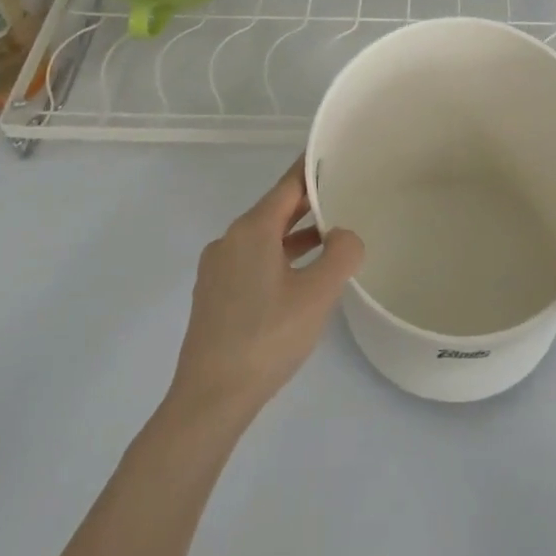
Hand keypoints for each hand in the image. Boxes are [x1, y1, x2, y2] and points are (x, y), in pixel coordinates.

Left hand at [167, 161, 364, 423]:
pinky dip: (279, 256)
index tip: (334, 154)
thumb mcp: (317, 295)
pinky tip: (299, 277)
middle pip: (275, 209)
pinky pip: (252, 260)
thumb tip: (346, 235)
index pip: (288, 185)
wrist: (209, 400)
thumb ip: (341, 254)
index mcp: (251, 230)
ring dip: (295, 234)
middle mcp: (230, 240)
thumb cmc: (266, 338)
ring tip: (330, 236)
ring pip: (264, 237)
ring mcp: (217, 269)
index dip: (312, 169)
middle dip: (308, 202)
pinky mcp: (214, 295)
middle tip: (343, 193)